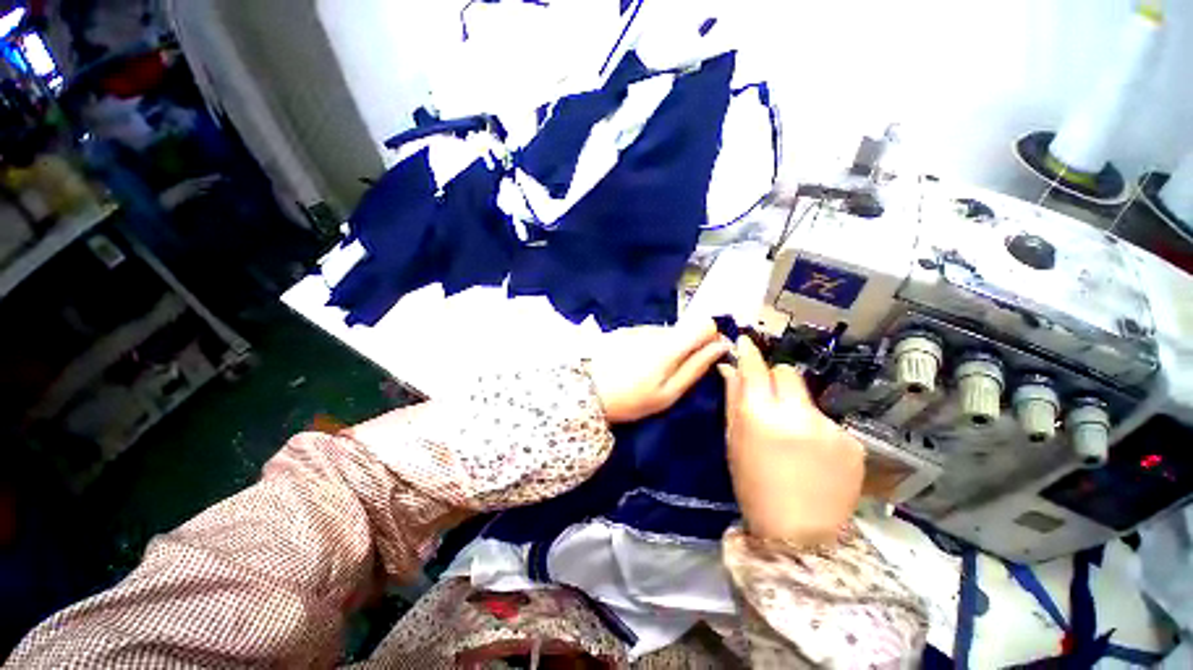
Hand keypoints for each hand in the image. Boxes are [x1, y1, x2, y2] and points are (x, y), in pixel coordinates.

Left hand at [588, 319, 730, 423]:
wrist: (583, 390)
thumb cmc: (630, 399)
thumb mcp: (667, 393)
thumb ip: (695, 368)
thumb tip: (721, 346)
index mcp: (670, 345)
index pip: (704, 324)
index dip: (711, 338)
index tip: (707, 355)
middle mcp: (655, 329)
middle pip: (684, 330)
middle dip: (687, 347)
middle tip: (673, 372)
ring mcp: (637, 328)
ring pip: (665, 332)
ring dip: (666, 347)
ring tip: (649, 371)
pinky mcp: (623, 330)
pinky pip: (646, 334)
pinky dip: (648, 346)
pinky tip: (634, 363)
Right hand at [718, 335, 863, 544]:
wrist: (801, 535)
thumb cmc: (753, 486)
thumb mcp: (733, 442)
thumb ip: (733, 400)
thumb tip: (730, 368)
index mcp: (761, 416)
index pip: (755, 369)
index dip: (749, 352)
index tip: (745, 341)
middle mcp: (798, 415)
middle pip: (787, 373)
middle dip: (775, 379)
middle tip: (768, 399)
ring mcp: (830, 428)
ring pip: (807, 397)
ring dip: (796, 407)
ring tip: (793, 437)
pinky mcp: (852, 442)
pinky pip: (827, 421)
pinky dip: (816, 429)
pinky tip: (814, 455)